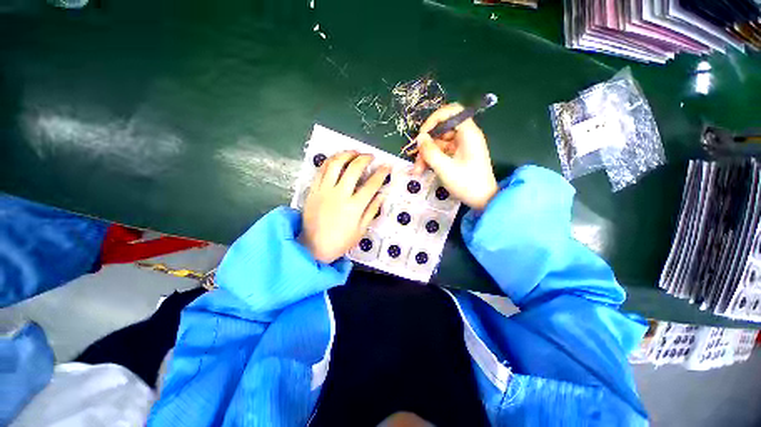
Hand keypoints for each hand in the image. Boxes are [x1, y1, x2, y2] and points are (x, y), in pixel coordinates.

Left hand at [300, 151, 389, 263]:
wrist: (312, 247)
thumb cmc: (340, 241)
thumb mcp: (361, 230)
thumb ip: (372, 210)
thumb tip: (383, 194)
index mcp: (354, 206)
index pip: (372, 184)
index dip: (382, 173)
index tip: (387, 166)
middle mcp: (340, 194)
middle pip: (354, 168)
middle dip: (365, 158)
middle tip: (371, 156)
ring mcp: (324, 190)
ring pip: (336, 164)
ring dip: (347, 154)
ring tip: (354, 152)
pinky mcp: (313, 189)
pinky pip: (321, 170)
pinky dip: (330, 160)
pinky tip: (337, 158)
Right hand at [412, 103, 498, 209]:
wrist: (483, 200)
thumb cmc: (467, 183)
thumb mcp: (445, 168)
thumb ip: (430, 151)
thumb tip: (419, 137)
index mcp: (468, 134)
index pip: (451, 111)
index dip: (435, 119)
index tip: (423, 134)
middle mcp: (465, 136)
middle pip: (441, 130)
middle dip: (426, 144)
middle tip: (416, 158)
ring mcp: (462, 146)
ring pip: (439, 143)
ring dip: (426, 155)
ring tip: (417, 170)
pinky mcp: (458, 155)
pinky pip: (442, 152)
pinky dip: (432, 159)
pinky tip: (423, 170)